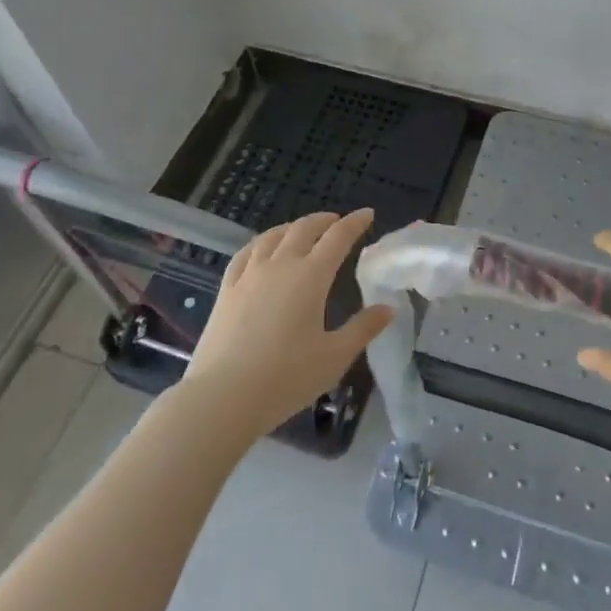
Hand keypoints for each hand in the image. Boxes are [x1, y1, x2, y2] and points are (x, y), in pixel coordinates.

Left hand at [186, 208, 393, 437]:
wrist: (222, 397)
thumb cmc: (286, 378)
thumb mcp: (334, 357)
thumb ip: (363, 329)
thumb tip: (388, 308)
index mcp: (311, 276)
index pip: (338, 237)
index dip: (355, 223)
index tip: (367, 213)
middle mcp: (281, 265)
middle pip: (304, 229)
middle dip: (324, 220)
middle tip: (337, 221)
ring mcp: (250, 275)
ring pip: (273, 236)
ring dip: (292, 227)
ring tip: (302, 229)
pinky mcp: (226, 290)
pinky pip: (245, 253)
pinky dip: (260, 242)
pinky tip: (261, 248)